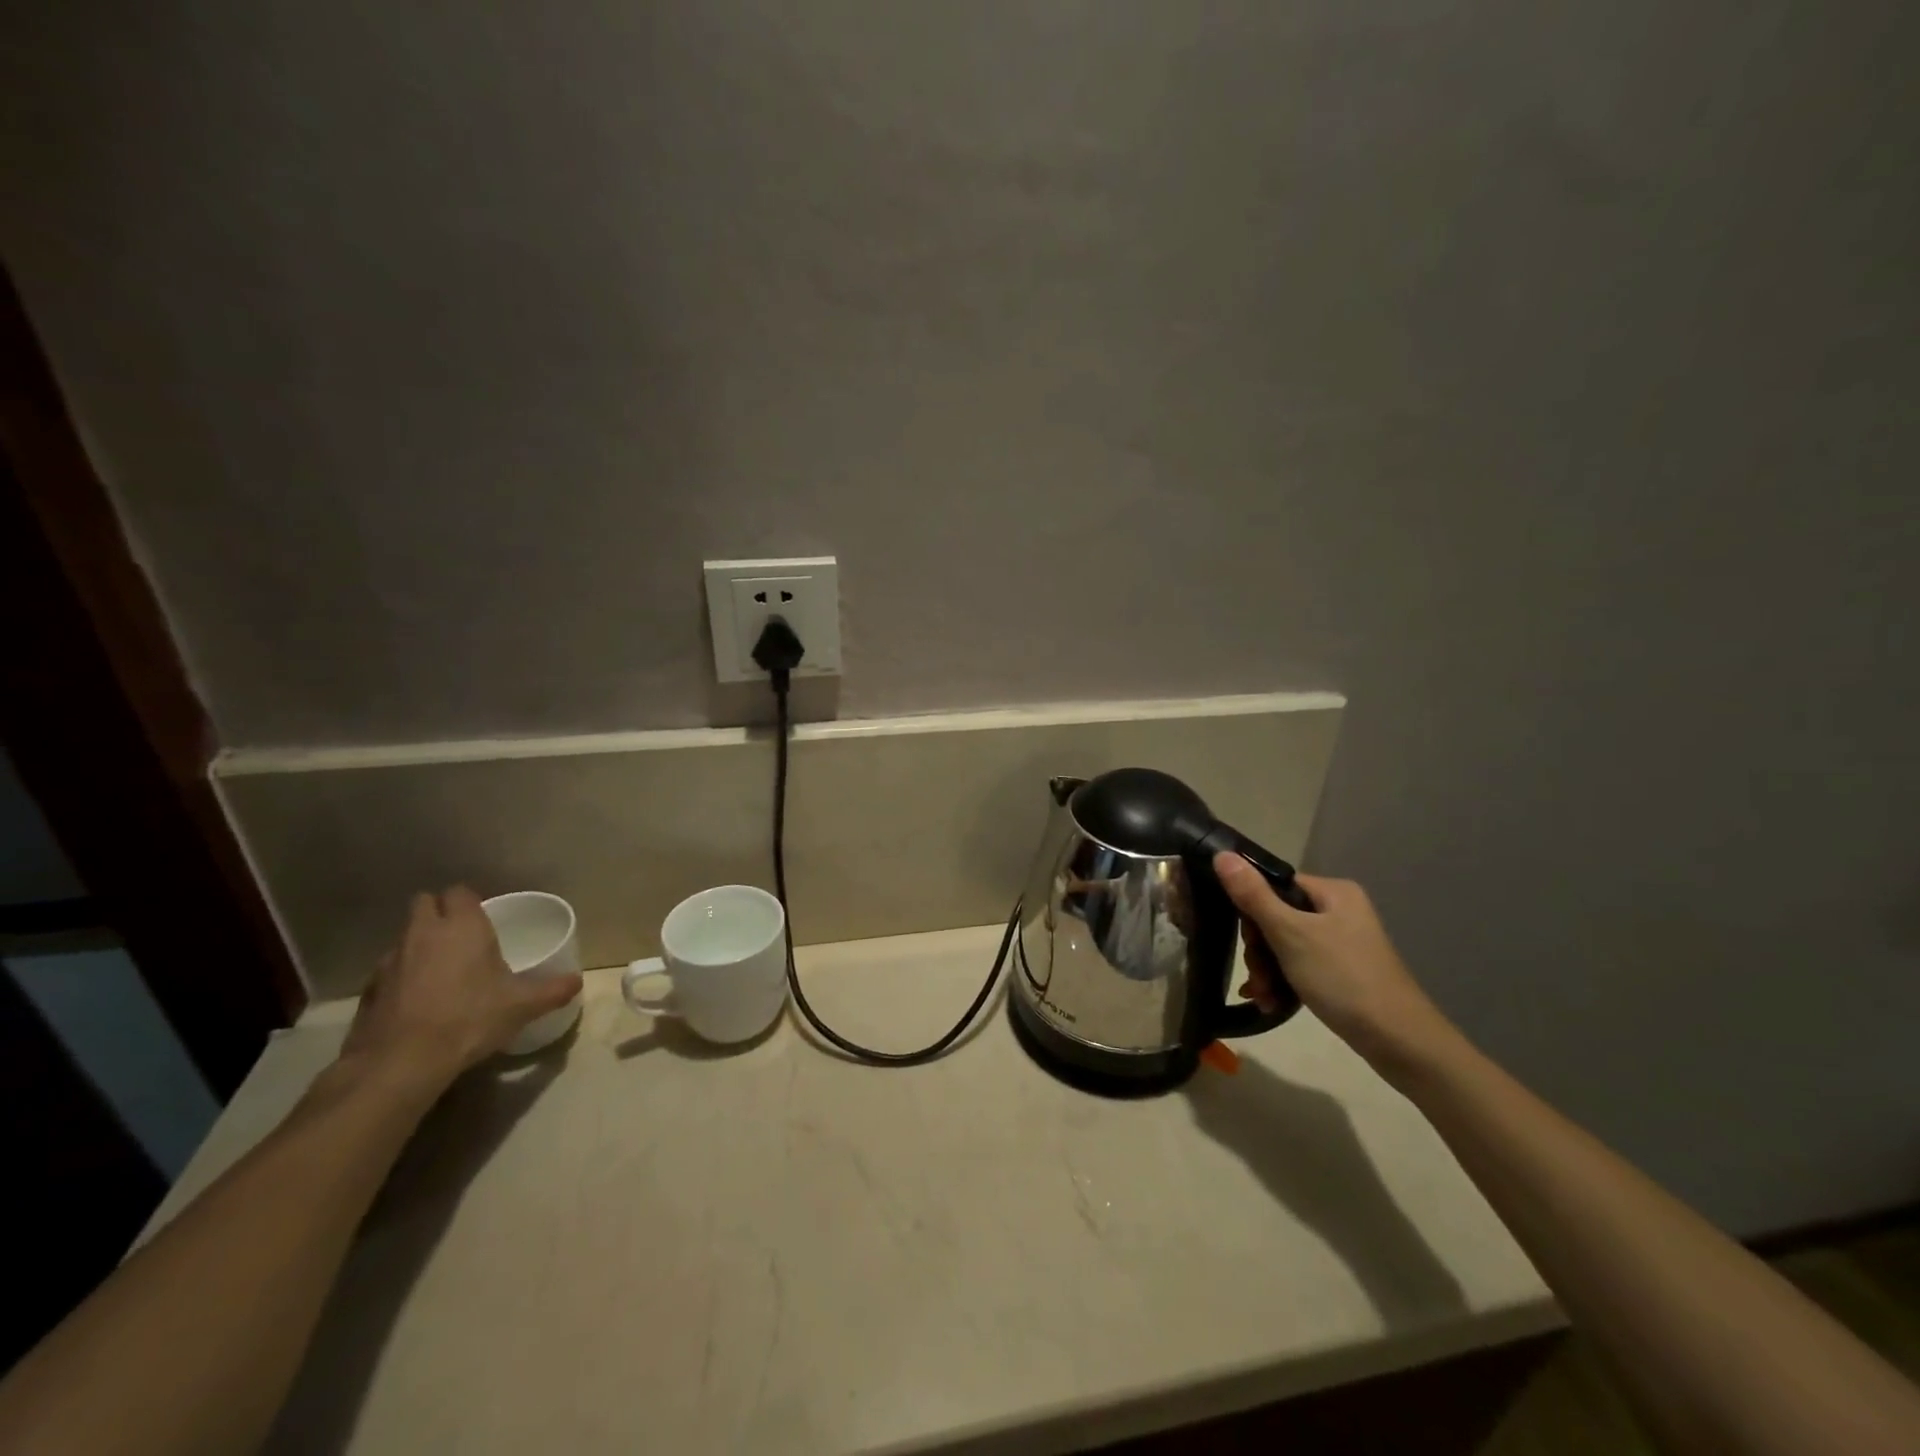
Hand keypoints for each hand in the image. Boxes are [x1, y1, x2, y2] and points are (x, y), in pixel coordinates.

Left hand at [340, 887, 582, 1092]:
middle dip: (439, 912)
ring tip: (439, 970)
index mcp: (463, 927)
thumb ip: (552, 990)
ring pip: (404, 936)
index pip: (460, 892)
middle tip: (460, 935)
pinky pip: (388, 969)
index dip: (470, 901)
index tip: (483, 918)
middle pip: (424, 903)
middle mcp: (424, 933)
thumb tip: (577, 981)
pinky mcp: (368, 988)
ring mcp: (390, 959)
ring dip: (419, 944)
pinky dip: (401, 976)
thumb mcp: (522, 1006)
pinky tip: (416, 1000)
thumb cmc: (469, 1019)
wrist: (400, 1063)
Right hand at [1213, 854, 1454, 1071]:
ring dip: (1267, 971)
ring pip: (1285, 946)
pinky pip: (1299, 966)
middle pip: (1277, 917)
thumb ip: (1253, 895)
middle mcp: (1339, 911)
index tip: (1247, 941)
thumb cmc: (1344, 979)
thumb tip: (1221, 854)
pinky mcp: (1342, 972)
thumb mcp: (1290, 935)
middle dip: (1259, 950)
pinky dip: (1282, 982)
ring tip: (1263, 996)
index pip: (1274, 885)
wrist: (1400, 1042)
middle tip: (1257, 977)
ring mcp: (1342, 943)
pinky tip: (1269, 1002)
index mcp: (1332, 892)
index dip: (1252, 910)